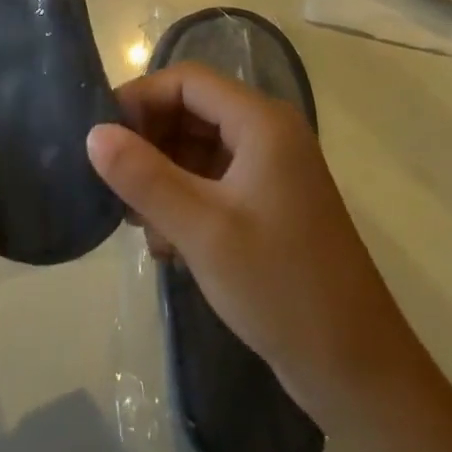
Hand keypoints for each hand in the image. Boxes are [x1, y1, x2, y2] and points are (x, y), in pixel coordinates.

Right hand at [85, 64, 402, 403]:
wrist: (357, 371)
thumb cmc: (280, 287)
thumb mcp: (202, 230)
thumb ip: (143, 176)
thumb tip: (93, 134)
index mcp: (261, 123)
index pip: (186, 80)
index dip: (140, 98)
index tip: (101, 137)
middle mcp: (268, 134)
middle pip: (191, 110)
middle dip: (148, 141)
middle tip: (113, 184)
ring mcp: (270, 170)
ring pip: (197, 147)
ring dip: (161, 175)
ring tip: (137, 221)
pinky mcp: (268, 204)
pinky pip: (212, 180)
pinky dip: (183, 200)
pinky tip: (166, 245)